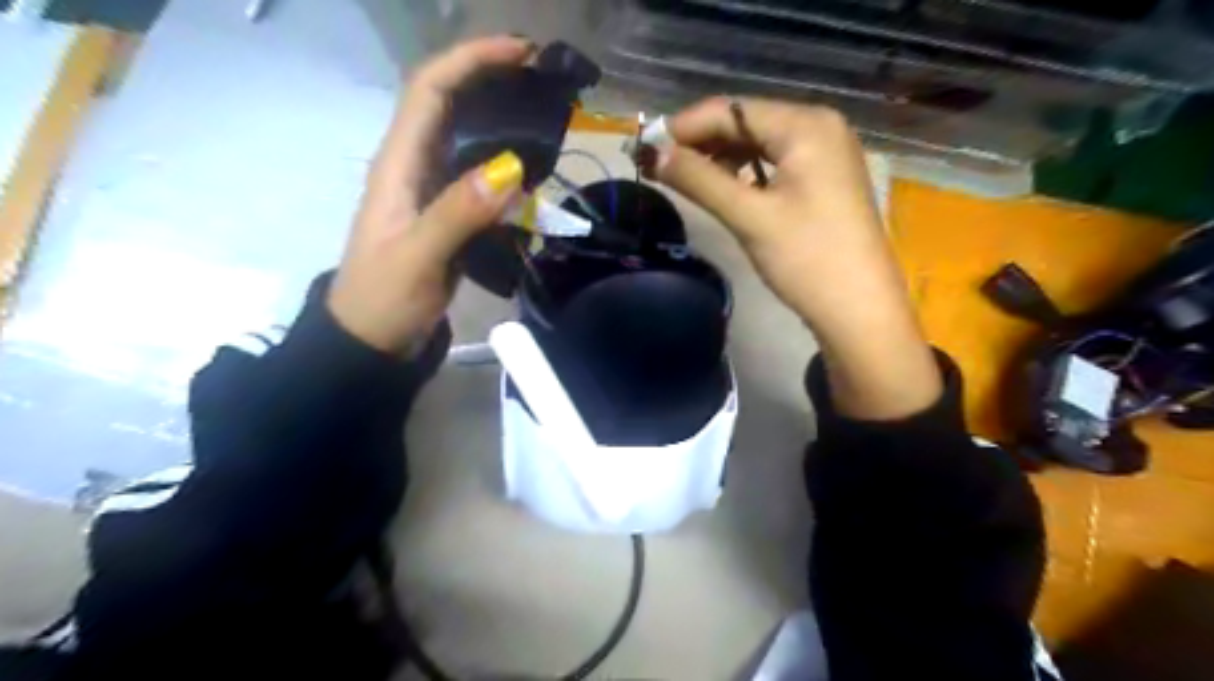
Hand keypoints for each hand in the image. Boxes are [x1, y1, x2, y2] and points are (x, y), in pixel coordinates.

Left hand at [327, 34, 533, 355]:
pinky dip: (507, 170)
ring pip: (468, 142)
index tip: (519, 53)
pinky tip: (533, 175)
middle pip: (451, 105)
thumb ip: (457, 213)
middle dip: (492, 82)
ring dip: (503, 125)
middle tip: (544, 84)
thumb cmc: (383, 299)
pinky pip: (481, 180)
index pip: (430, 90)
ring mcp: (434, 192)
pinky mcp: (450, 217)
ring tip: (548, 121)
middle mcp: (415, 167)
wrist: (373, 340)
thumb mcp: (417, 257)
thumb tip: (510, 167)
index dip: (470, 61)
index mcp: (398, 164)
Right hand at [649, 96, 942, 415]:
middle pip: (747, 121)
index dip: (686, 126)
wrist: (859, 311)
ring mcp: (827, 153)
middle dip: (702, 142)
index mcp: (806, 125)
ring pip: (760, 143)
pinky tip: (726, 188)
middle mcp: (820, 127)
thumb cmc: (807, 259)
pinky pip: (775, 162)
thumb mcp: (749, 216)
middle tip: (661, 167)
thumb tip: (653, 153)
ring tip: (687, 180)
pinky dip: (746, 172)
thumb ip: (699, 179)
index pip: (732, 109)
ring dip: (721, 157)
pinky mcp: (825, 179)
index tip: (646, 148)